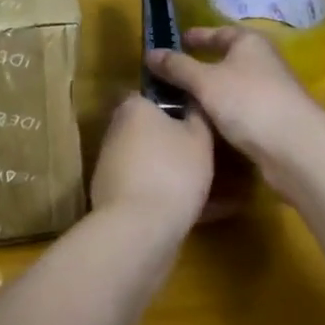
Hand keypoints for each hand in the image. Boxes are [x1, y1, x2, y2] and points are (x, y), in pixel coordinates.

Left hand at [89, 92, 216, 230]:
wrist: (138, 229)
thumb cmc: (173, 171)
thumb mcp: (199, 136)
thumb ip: (196, 115)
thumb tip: (192, 104)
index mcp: (133, 107)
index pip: (154, 95)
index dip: (178, 104)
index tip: (200, 118)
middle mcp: (115, 131)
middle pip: (151, 130)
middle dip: (176, 141)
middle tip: (209, 154)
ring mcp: (110, 165)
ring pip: (150, 161)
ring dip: (174, 171)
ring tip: (214, 189)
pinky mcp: (111, 197)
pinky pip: (146, 188)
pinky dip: (167, 195)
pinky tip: (199, 211)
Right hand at [146, 26, 324, 166]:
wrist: (294, 148)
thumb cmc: (248, 101)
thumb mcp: (205, 80)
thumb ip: (177, 67)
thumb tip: (151, 53)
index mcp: (250, 42)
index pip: (219, 32)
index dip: (196, 37)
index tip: (175, 42)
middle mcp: (262, 62)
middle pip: (225, 60)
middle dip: (199, 67)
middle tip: (169, 75)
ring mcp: (269, 92)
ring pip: (230, 88)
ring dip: (208, 94)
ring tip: (177, 103)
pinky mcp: (270, 121)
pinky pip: (237, 111)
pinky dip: (219, 114)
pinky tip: (200, 125)